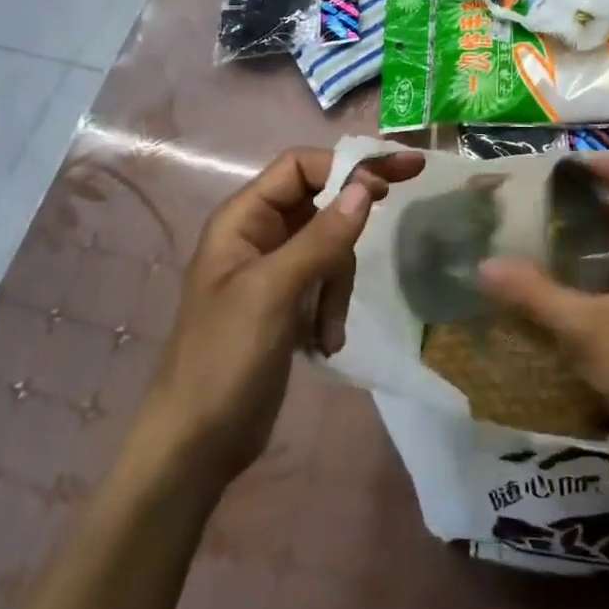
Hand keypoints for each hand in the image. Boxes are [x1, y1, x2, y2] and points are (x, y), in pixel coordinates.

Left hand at [144, 146, 424, 482]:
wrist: (198, 442)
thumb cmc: (225, 357)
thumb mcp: (274, 291)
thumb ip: (321, 237)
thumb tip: (366, 186)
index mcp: (243, 219)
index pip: (299, 167)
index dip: (344, 166)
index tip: (388, 182)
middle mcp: (258, 235)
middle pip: (321, 202)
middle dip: (351, 224)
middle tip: (411, 183)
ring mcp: (274, 270)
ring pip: (330, 247)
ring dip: (339, 285)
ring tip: (327, 328)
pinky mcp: (288, 303)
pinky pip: (326, 283)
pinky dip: (332, 307)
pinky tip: (323, 341)